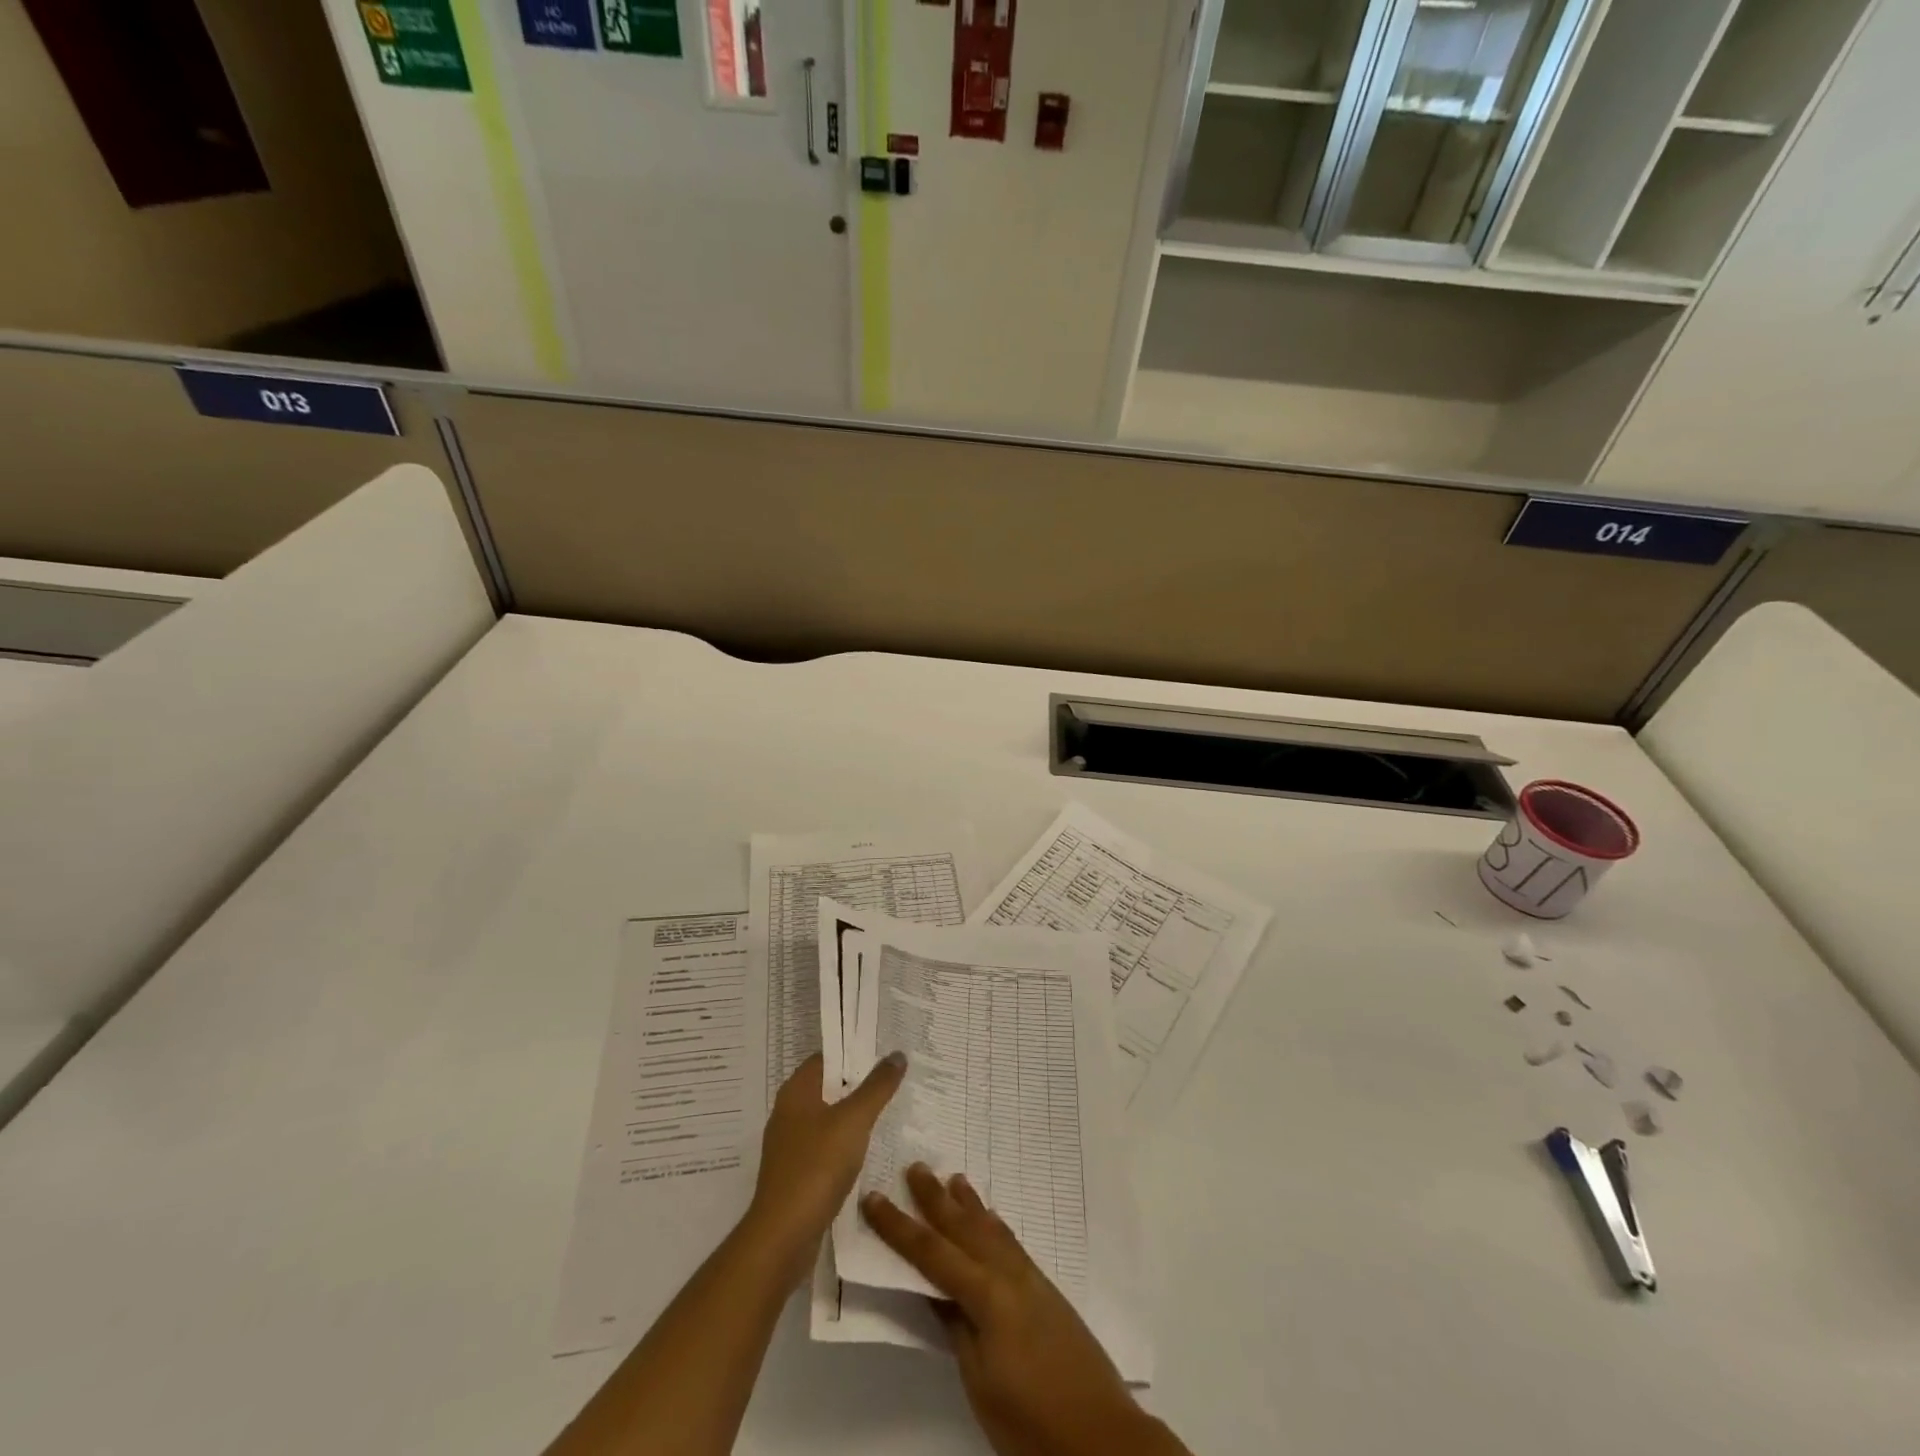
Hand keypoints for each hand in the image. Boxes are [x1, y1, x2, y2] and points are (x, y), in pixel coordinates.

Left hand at [746, 1051, 904, 1278]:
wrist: (783, 1236)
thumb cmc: (817, 1166)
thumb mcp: (854, 1120)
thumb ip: (877, 1087)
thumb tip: (897, 1054)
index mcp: (796, 1091)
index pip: (827, 1057)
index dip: (855, 1051)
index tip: (885, 1051)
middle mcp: (789, 1112)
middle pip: (829, 1086)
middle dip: (859, 1083)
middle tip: (895, 1079)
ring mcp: (791, 1144)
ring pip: (829, 1117)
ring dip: (854, 1115)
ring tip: (889, 1111)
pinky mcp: (797, 1173)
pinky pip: (826, 1145)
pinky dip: (846, 1142)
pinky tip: (870, 1149)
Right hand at [862, 1164, 1184, 1455]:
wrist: (1100, 1434)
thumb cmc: (1029, 1418)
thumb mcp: (979, 1381)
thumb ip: (956, 1328)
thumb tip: (934, 1290)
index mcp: (986, 1295)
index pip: (931, 1253)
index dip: (899, 1227)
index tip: (874, 1198)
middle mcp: (1008, 1274)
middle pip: (964, 1228)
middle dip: (935, 1199)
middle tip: (914, 1167)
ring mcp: (1030, 1279)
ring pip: (991, 1230)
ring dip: (969, 1205)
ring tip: (953, 1179)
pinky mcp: (1045, 1290)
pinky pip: (1011, 1244)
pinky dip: (994, 1225)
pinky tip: (991, 1222)